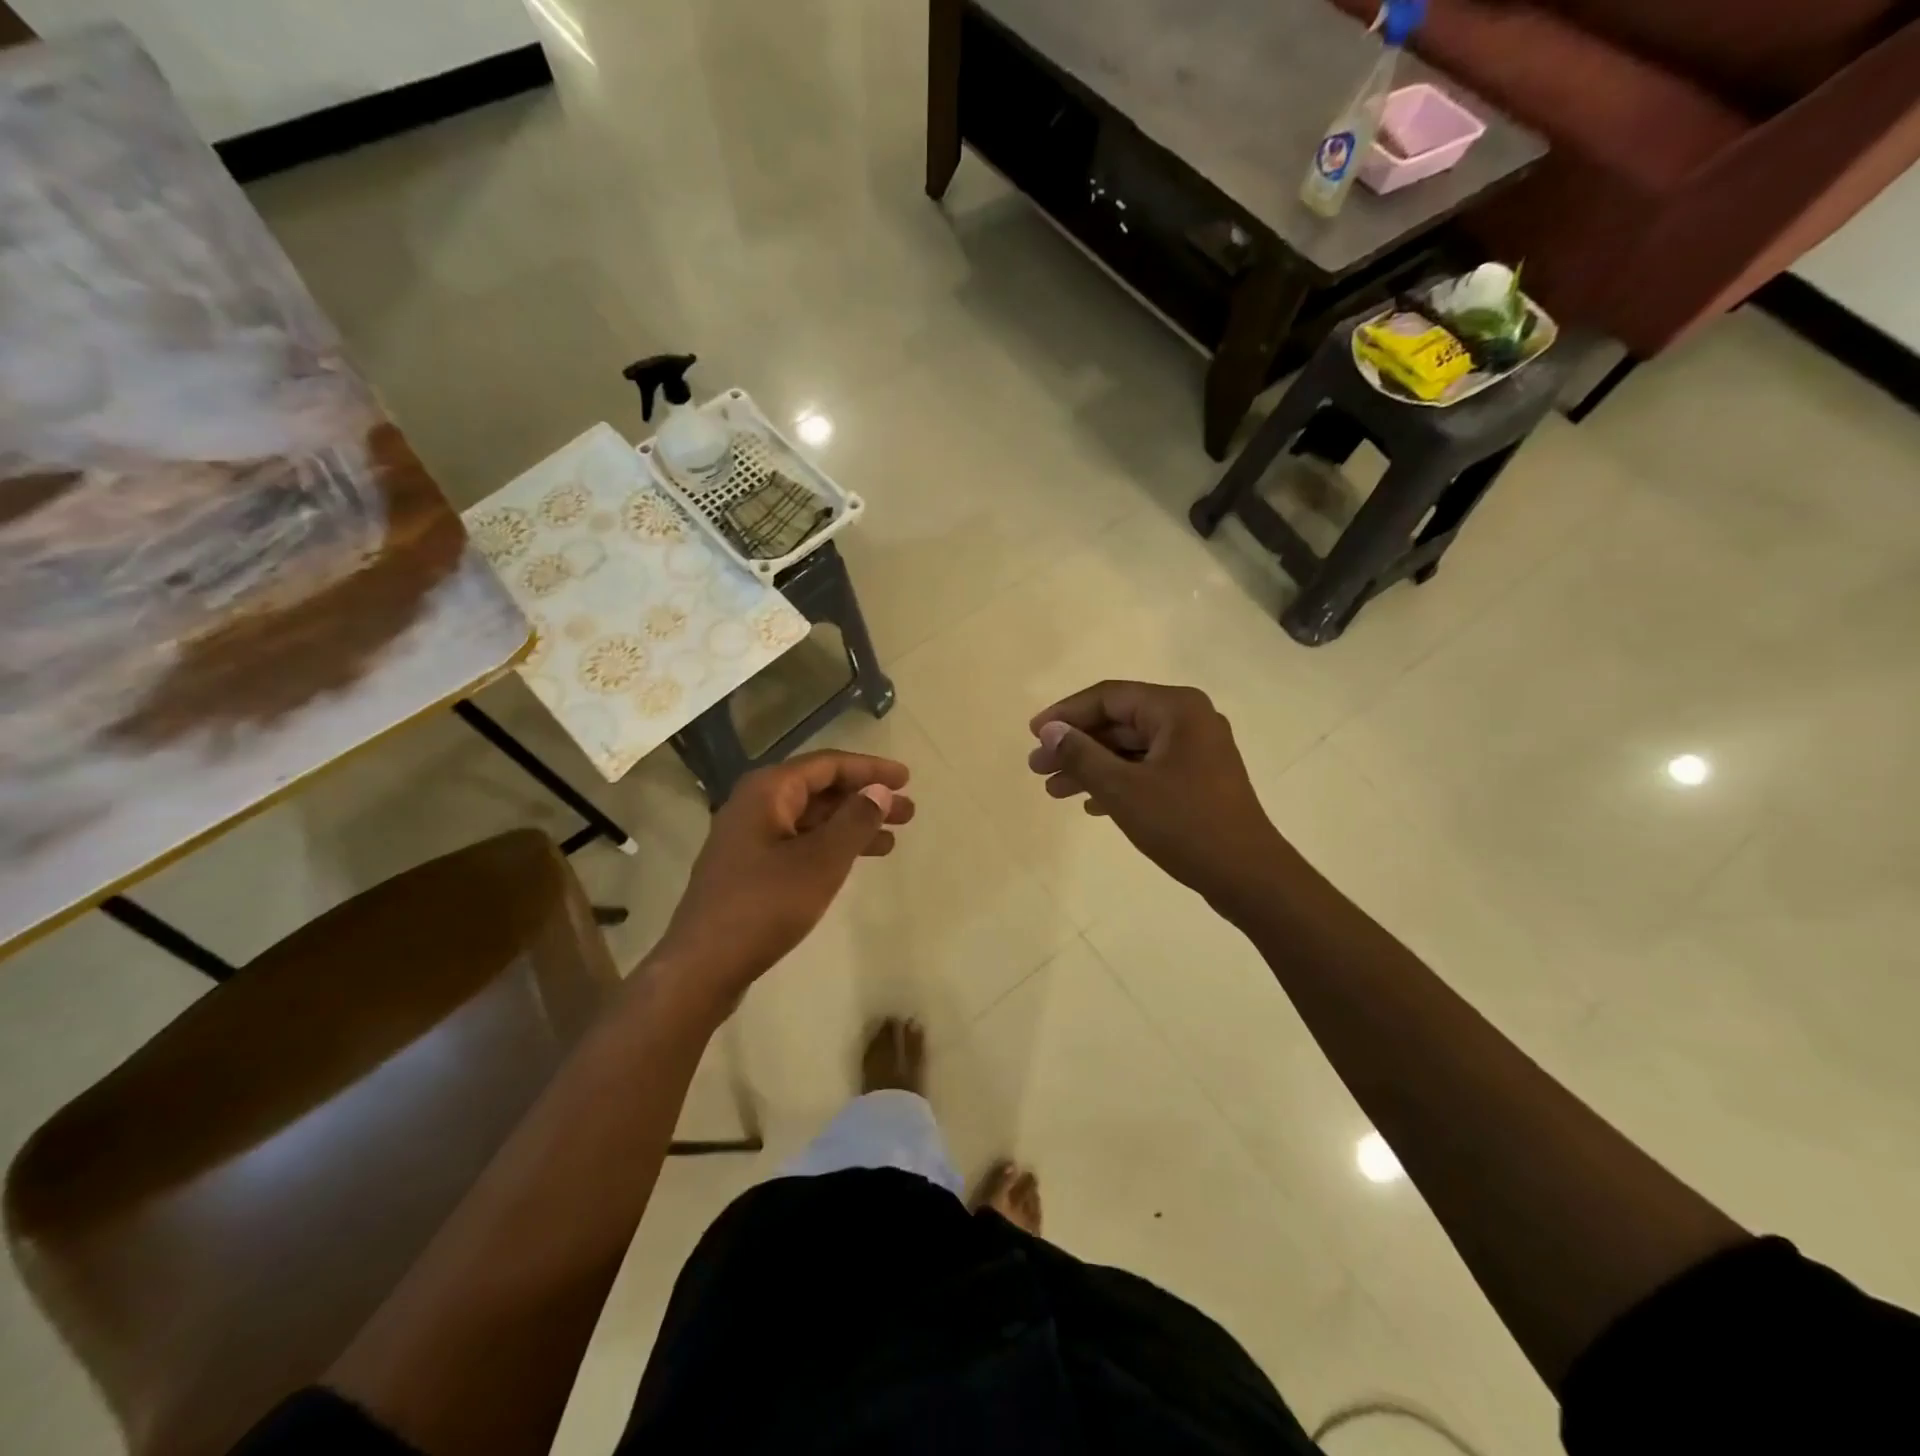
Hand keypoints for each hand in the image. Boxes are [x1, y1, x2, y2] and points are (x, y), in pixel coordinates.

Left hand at [655, 751, 913, 999]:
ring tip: (892, 840)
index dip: (870, 769)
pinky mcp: (749, 868)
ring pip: (810, 820)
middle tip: (907, 813)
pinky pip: (798, 843)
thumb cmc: (766, 905)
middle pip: (819, 790)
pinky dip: (830, 847)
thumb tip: (879, 790)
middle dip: (864, 798)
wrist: (703, 965)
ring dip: (851, 825)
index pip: (828, 765)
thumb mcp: (821, 861)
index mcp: (768, 791)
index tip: (907, 778)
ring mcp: (749, 838)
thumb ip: (855, 821)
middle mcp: (755, 805)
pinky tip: (854, 862)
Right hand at [1028, 681, 1289, 918]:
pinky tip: (1091, 805)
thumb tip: (1049, 731)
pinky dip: (1118, 781)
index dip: (1066, 714)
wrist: (1248, 876)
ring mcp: (1197, 750)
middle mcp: (1189, 720)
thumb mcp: (1122, 789)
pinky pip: (1148, 768)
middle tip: (1037, 768)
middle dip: (1075, 745)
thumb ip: (1081, 755)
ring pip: (1131, 749)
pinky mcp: (1199, 779)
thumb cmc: (1184, 824)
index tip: (1033, 735)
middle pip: (1119, 722)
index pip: (1108, 697)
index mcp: (1177, 709)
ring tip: (1053, 791)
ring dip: (1092, 767)